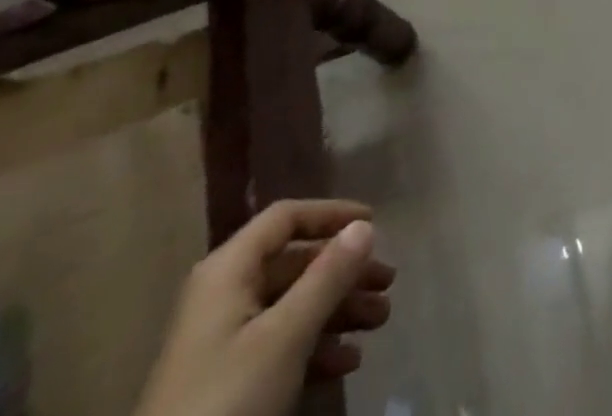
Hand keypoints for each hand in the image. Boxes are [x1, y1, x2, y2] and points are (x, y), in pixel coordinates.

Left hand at [133, 199, 395, 415]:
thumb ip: (327, 277)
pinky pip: (281, 345)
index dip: (331, 214)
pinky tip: (349, 362)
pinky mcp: (227, 384)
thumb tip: (364, 226)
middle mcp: (225, 295)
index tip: (374, 222)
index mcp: (229, 270)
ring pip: (293, 306)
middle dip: (345, 272)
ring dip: (339, 310)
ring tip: (380, 320)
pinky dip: (317, 346)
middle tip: (387, 284)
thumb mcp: (285, 336)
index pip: (286, 218)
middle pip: (296, 264)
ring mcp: (223, 342)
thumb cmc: (228, 399)